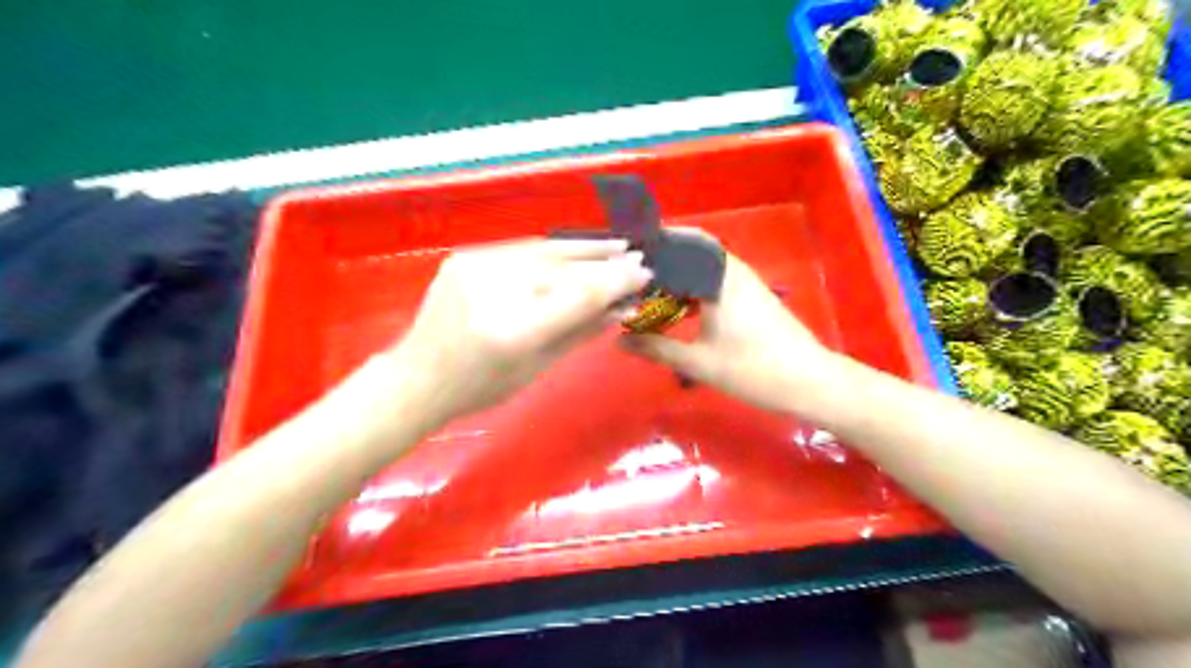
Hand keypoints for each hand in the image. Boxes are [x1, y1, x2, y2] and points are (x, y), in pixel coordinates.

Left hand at [393, 237, 649, 420]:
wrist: (418, 377)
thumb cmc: (481, 386)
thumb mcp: (537, 367)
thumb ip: (579, 332)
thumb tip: (621, 308)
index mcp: (515, 330)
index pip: (579, 296)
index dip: (616, 282)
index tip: (643, 274)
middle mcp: (495, 289)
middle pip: (564, 269)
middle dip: (605, 263)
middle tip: (636, 258)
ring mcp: (476, 267)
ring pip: (543, 251)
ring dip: (583, 248)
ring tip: (615, 245)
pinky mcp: (465, 257)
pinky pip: (519, 251)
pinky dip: (551, 252)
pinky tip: (574, 250)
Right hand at [619, 249, 829, 410]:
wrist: (809, 382)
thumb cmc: (753, 369)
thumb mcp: (699, 362)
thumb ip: (656, 348)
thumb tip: (619, 341)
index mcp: (719, 277)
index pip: (681, 244)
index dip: (654, 244)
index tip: (624, 253)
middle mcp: (732, 270)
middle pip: (693, 249)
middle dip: (664, 257)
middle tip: (631, 273)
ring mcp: (745, 282)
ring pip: (705, 265)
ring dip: (679, 272)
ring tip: (648, 288)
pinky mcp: (752, 296)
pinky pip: (715, 279)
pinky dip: (693, 285)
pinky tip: (678, 306)